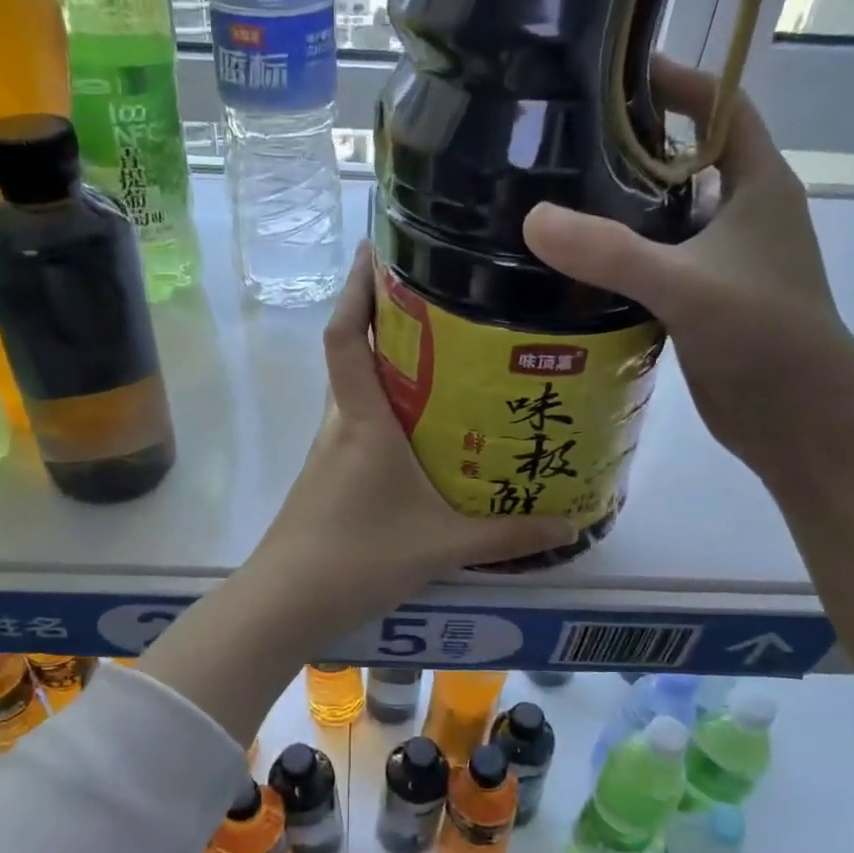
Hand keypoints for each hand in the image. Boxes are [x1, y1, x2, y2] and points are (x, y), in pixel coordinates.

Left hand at [249, 243, 574, 643]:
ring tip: (446, 362)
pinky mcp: (326, 480)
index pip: (344, 337)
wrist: (284, 604)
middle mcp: (339, 426)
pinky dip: (386, 416)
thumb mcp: (441, 546)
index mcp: (362, 422)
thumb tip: (570, 524)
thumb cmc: (356, 558)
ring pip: (357, 395)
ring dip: (389, 372)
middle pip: (354, 356)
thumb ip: (506, 536)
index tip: (375, 248)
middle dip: (387, 323)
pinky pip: (358, 430)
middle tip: (444, 304)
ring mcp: (327, 454)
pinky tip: (422, 437)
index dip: (355, 289)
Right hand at [523, 58, 853, 480]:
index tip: (619, 73)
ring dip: (624, 211)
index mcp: (758, 187)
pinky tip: (577, 271)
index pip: (723, 110)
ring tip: (558, 202)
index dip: (679, 84)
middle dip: (635, 148)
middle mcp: (743, 217)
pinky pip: (656, 267)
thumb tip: (532, 218)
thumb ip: (610, 252)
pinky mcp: (703, 305)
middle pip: (687, 162)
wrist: (800, 418)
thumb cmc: (763, 335)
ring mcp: (724, 265)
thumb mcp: (685, 285)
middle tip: (567, 144)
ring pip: (667, 220)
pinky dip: (622, 262)